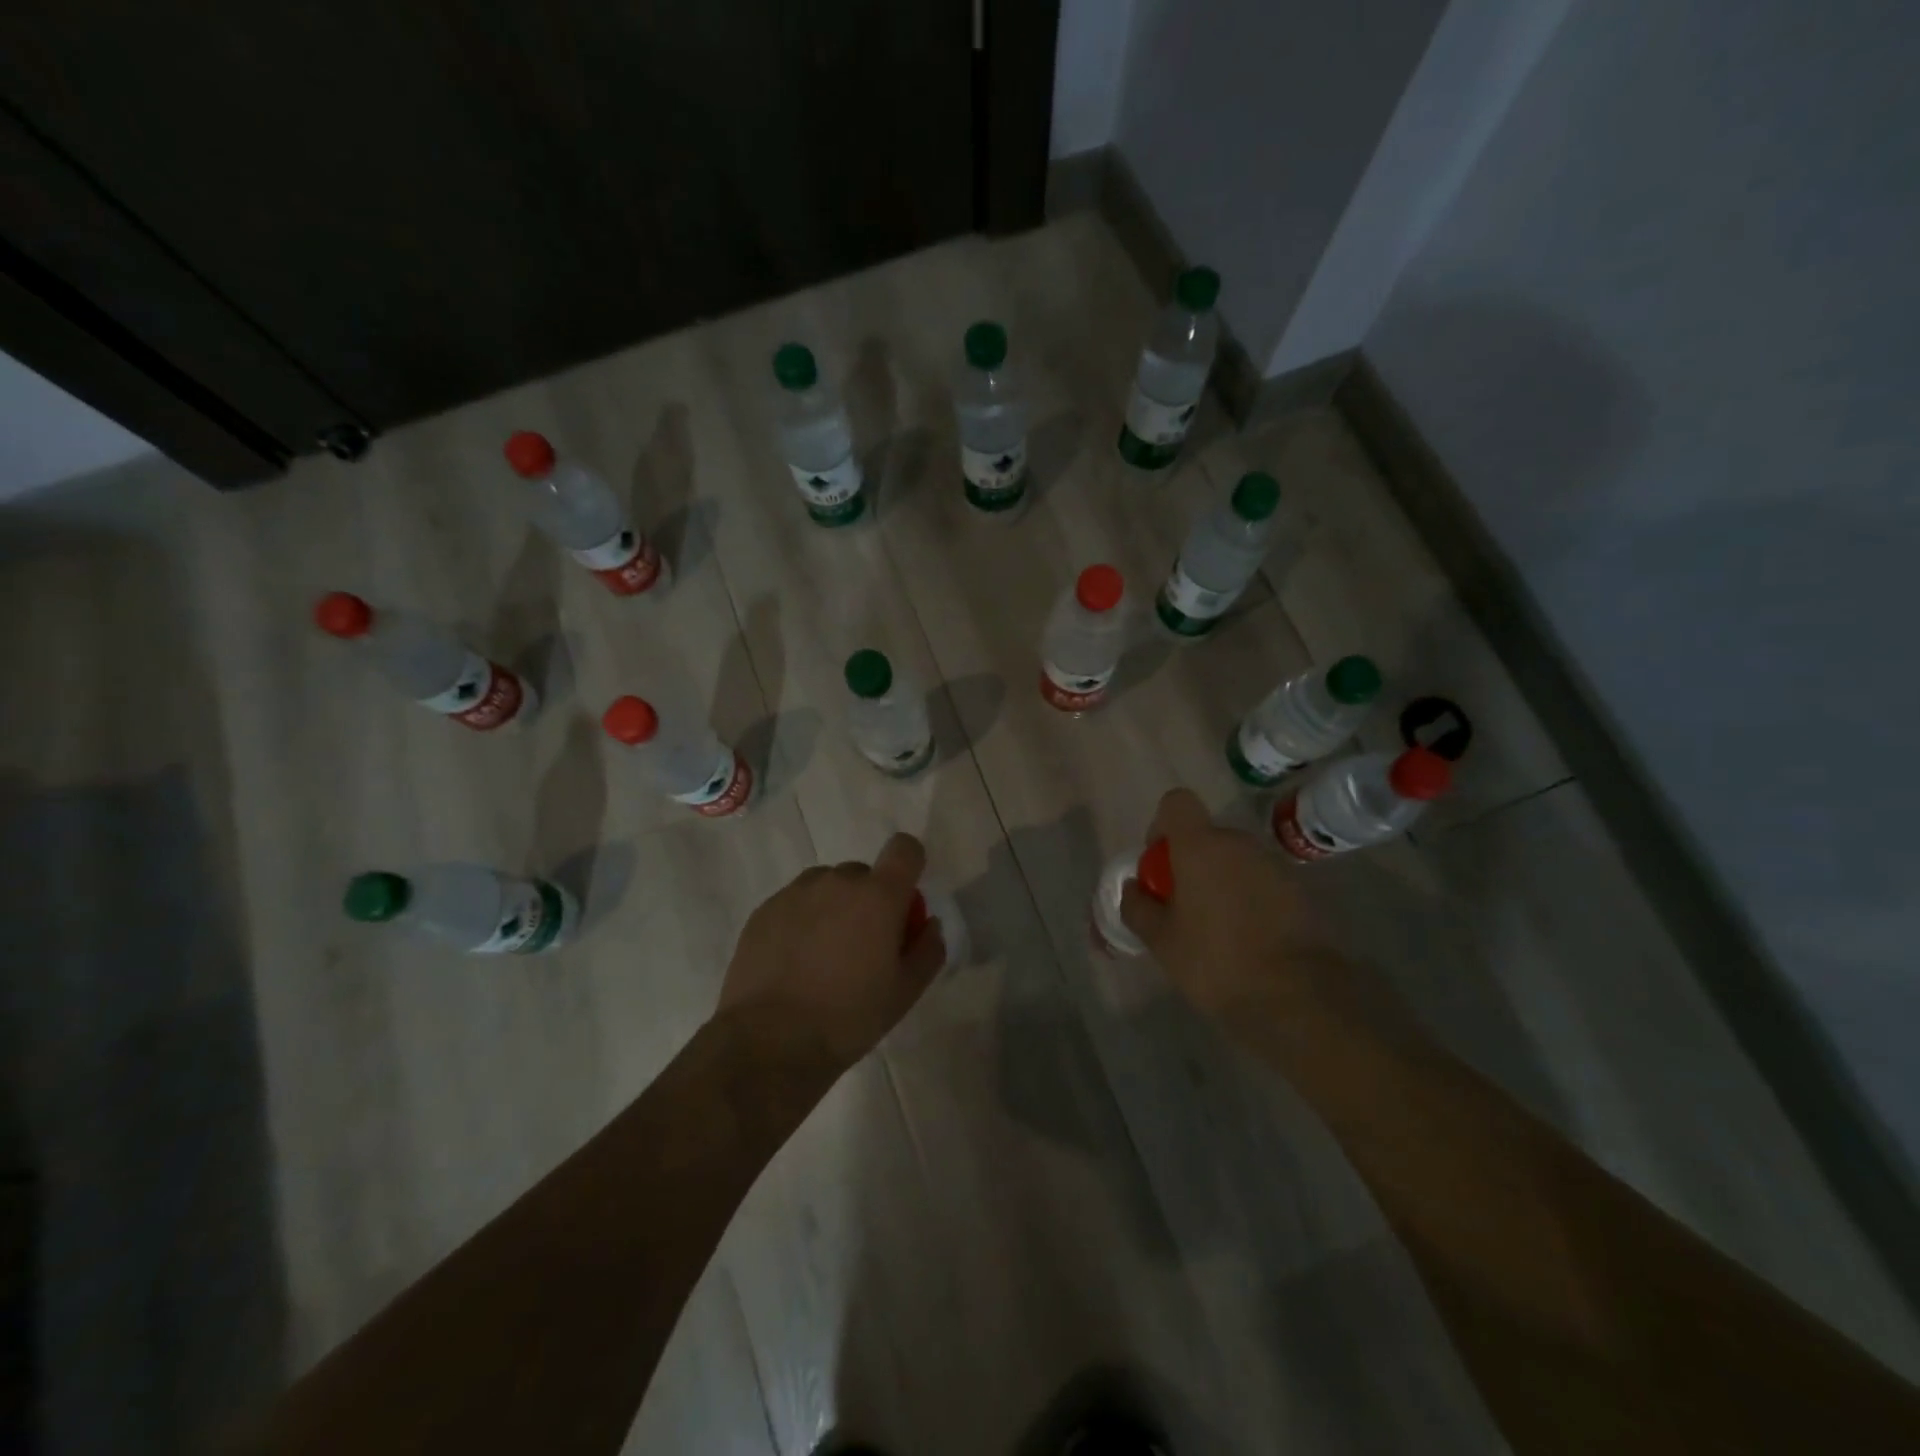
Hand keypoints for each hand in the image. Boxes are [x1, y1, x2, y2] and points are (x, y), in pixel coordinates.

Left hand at [717, 832, 945, 1073]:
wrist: (770, 1042)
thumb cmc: (849, 1017)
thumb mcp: (905, 992)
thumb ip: (927, 950)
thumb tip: (928, 924)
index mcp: (878, 896)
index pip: (904, 848)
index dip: (909, 866)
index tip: (903, 903)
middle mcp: (837, 882)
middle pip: (863, 874)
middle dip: (868, 901)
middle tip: (862, 947)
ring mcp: (796, 892)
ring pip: (826, 887)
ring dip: (833, 908)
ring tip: (823, 956)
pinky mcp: (764, 909)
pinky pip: (795, 902)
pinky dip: (801, 921)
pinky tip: (794, 963)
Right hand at [1119, 788, 1349, 1019]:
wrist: (1295, 996)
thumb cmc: (1215, 961)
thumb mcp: (1160, 940)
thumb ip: (1138, 907)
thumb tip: (1133, 889)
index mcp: (1200, 847)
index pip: (1176, 803)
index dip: (1162, 826)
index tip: (1161, 864)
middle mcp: (1239, 844)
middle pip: (1206, 837)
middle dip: (1191, 863)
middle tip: (1183, 907)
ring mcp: (1274, 865)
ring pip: (1235, 860)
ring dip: (1221, 881)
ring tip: (1217, 928)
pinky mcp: (1300, 889)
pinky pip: (1261, 881)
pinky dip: (1250, 899)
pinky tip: (1248, 938)